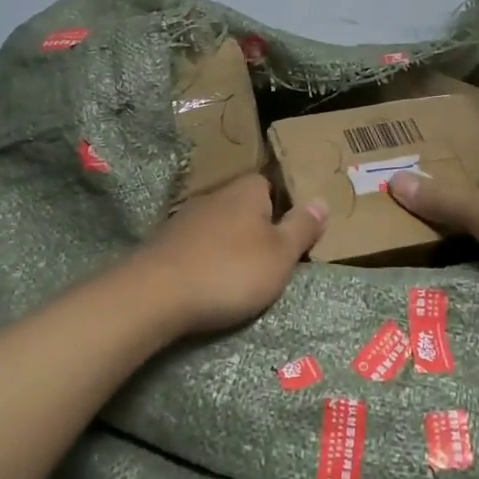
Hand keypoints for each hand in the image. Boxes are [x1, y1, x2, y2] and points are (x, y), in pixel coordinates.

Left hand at [127, 175, 328, 336]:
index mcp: (246, 191)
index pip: (269, 184)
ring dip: (227, 246)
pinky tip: (207, 283)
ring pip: (217, 226)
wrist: (156, 294)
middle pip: (242, 206)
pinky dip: (204, 260)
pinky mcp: (163, 244)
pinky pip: (195, 246)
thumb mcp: (280, 254)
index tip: (290, 235)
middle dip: (254, 228)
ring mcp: (184, 219)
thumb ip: (302, 227)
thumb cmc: (230, 271)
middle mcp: (214, 196)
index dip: (281, 206)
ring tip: (239, 276)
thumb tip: (321, 200)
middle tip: (269, 259)